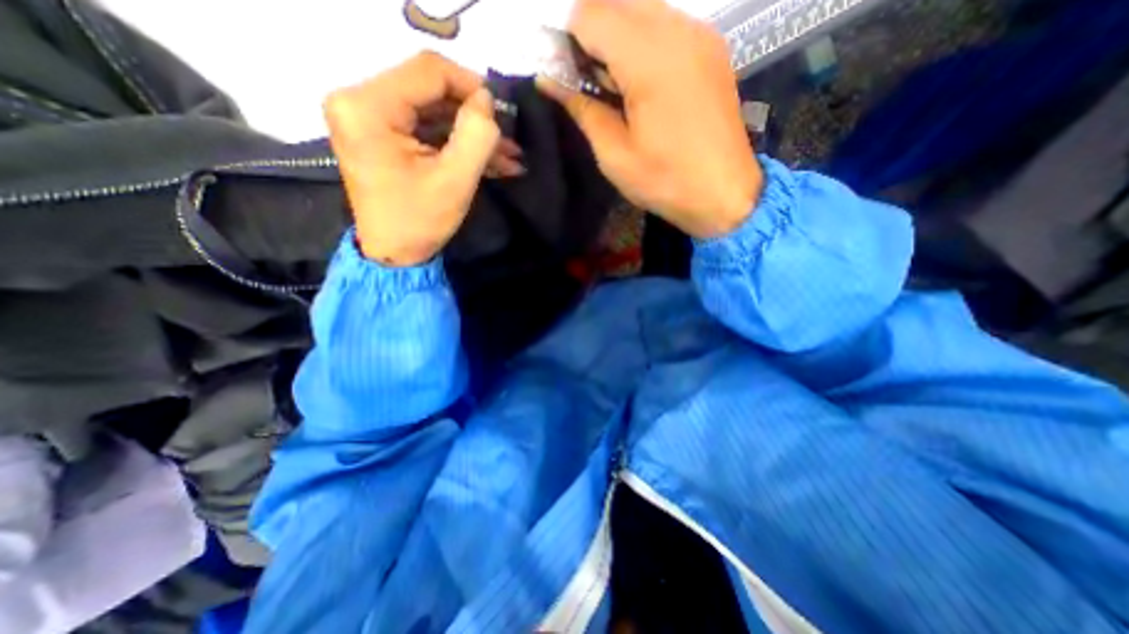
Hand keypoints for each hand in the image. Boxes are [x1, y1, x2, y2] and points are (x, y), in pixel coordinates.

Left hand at [321, 50, 524, 263]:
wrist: (393, 254)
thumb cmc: (420, 221)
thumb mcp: (455, 180)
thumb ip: (476, 135)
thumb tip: (486, 100)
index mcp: (368, 107)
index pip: (428, 70)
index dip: (471, 85)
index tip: (501, 113)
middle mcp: (359, 100)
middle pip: (430, 89)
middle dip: (475, 117)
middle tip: (509, 140)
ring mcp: (369, 118)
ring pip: (433, 111)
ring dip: (471, 134)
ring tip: (509, 156)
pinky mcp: (381, 135)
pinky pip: (426, 128)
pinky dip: (457, 143)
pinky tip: (490, 160)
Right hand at [534, 0, 762, 240]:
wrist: (725, 194)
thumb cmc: (666, 182)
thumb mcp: (615, 155)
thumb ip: (582, 109)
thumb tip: (549, 80)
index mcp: (650, 60)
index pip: (592, 14)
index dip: (565, 35)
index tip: (557, 66)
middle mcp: (678, 31)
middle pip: (617, 2)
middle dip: (589, 31)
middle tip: (581, 76)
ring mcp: (700, 35)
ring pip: (643, 8)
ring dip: (615, 34)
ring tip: (609, 81)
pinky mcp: (712, 48)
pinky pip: (666, 24)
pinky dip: (641, 40)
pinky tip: (638, 79)